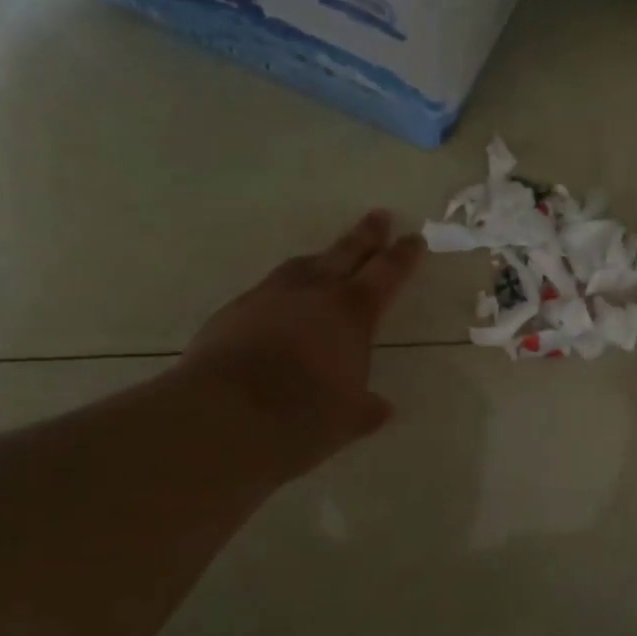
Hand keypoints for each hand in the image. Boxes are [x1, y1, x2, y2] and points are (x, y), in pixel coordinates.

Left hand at [173, 210, 425, 484]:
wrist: (223, 417)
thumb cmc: (301, 417)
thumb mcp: (347, 419)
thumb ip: (366, 409)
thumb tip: (382, 408)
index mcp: (353, 312)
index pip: (387, 273)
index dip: (403, 255)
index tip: (414, 239)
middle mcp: (314, 292)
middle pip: (346, 252)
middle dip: (366, 235)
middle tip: (379, 216)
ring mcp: (270, 296)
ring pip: (302, 265)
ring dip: (321, 258)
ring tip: (327, 258)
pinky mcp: (235, 311)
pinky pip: (268, 289)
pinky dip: (283, 290)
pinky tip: (280, 304)